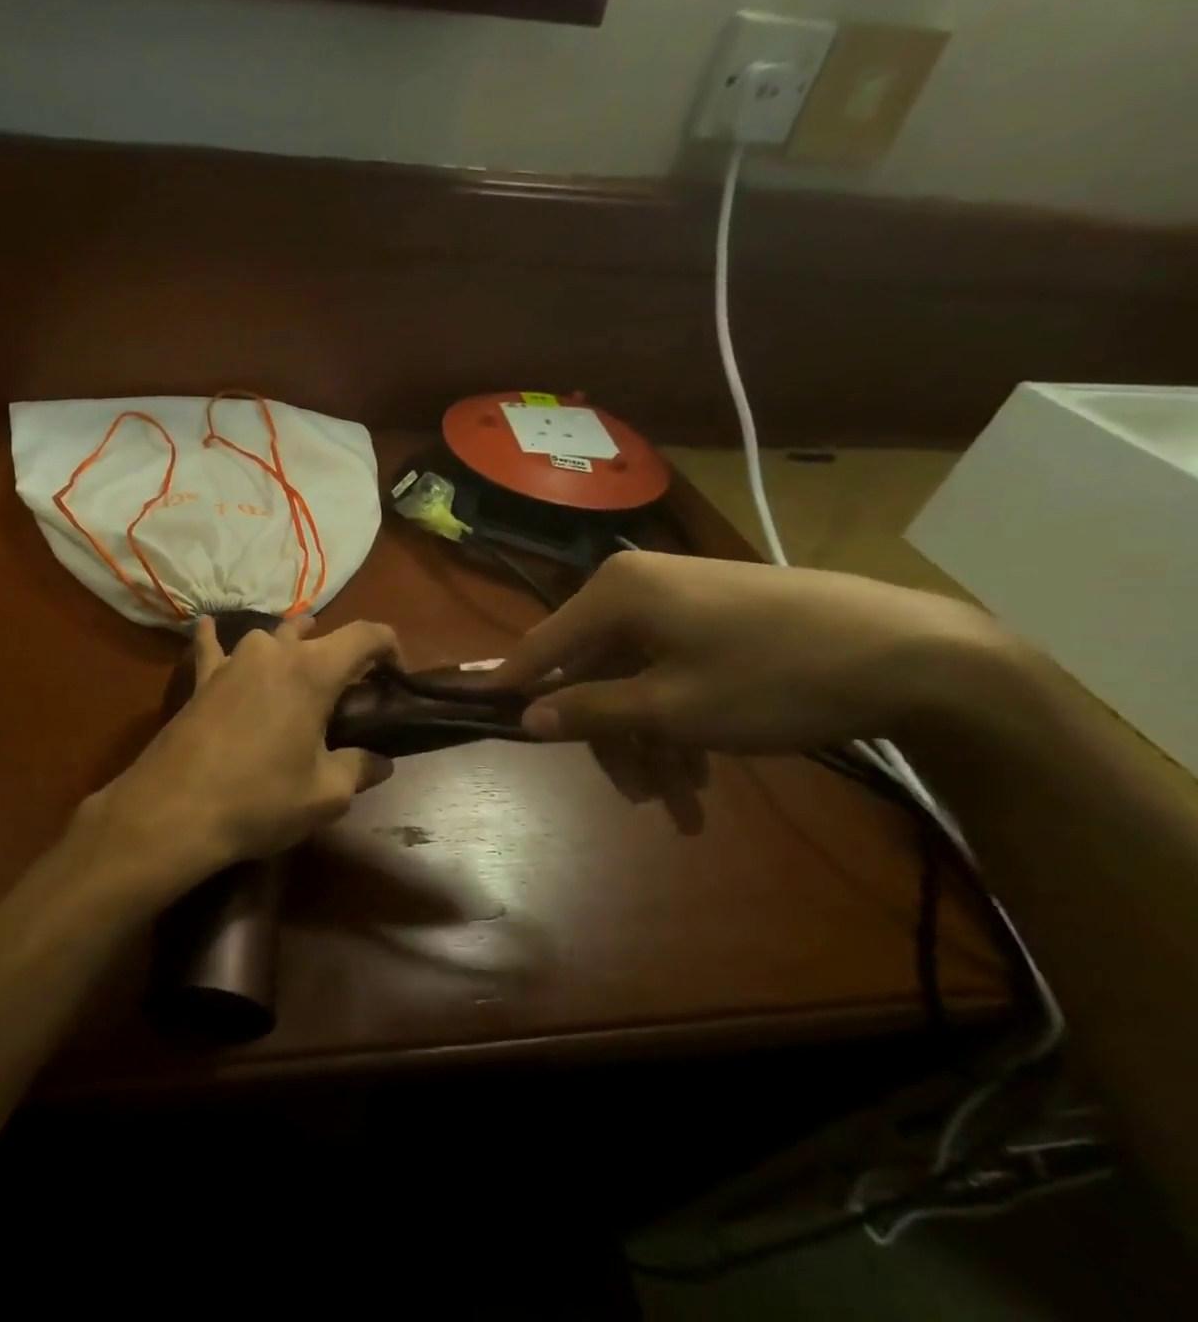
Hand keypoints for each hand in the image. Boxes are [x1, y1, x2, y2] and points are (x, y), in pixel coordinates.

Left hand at [74, 618, 400, 899]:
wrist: (174, 810)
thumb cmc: (260, 799)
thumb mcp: (326, 794)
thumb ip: (359, 768)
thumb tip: (380, 761)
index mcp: (313, 670)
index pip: (366, 635)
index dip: (390, 648)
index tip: (396, 676)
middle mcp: (273, 651)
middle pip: (317, 636)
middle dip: (340, 656)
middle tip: (347, 694)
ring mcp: (231, 661)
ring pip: (269, 638)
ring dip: (289, 646)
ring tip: (297, 665)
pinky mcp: (201, 679)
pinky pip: (210, 647)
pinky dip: (214, 637)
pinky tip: (206, 626)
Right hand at [491, 551, 1014, 752]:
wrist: (918, 655)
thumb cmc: (775, 678)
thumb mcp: (673, 707)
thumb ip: (590, 711)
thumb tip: (525, 718)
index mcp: (614, 594)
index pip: (541, 645)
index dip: (512, 686)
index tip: (476, 716)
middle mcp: (636, 588)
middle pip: (594, 672)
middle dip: (612, 739)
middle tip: (638, 798)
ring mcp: (679, 601)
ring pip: (636, 679)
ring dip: (651, 743)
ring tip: (683, 806)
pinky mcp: (715, 618)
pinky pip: (671, 671)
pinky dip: (679, 722)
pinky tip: (704, 775)